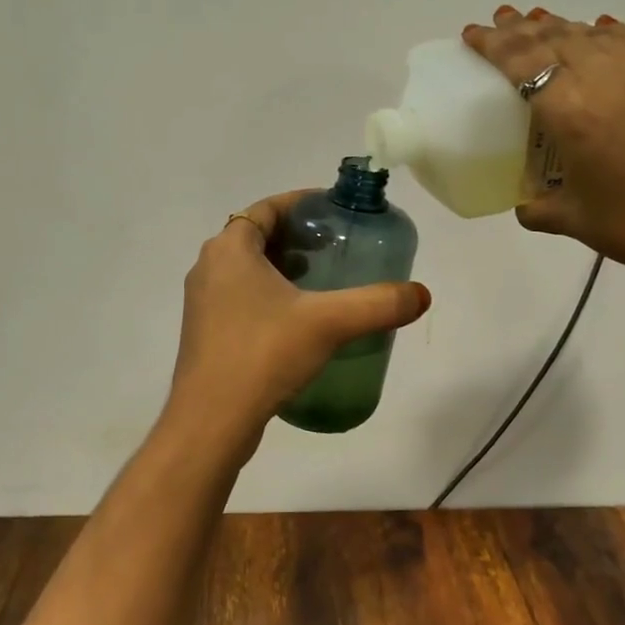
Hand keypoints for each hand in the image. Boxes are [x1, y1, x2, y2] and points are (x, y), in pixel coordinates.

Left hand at [162, 189, 431, 453]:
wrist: (211, 421)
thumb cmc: (263, 354)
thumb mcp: (328, 323)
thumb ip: (377, 304)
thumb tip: (421, 294)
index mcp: (229, 249)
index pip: (266, 208)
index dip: (300, 203)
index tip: (332, 210)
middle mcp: (209, 267)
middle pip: (256, 236)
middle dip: (295, 236)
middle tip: (335, 245)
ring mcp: (203, 302)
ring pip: (247, 268)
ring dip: (281, 266)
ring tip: (322, 279)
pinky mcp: (206, 332)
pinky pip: (240, 296)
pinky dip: (268, 293)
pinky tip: (298, 319)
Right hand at [464, 7, 624, 310]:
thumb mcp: (576, 220)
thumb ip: (539, 205)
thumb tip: (527, 202)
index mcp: (572, 110)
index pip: (521, 60)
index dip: (492, 42)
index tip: (474, 32)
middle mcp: (611, 76)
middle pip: (556, 37)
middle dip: (523, 28)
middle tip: (504, 20)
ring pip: (599, 34)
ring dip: (566, 28)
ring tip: (545, 25)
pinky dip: (613, 35)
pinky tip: (605, 34)